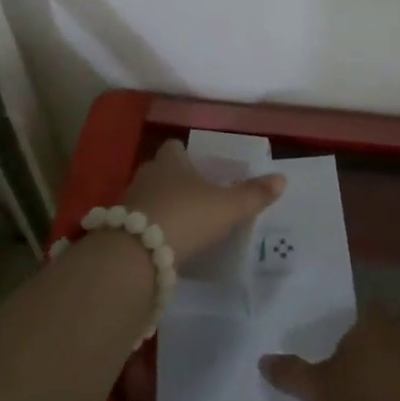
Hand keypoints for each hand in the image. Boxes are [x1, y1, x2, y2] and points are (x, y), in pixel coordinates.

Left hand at [117, 139, 283, 266]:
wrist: (136, 253)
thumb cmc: (186, 216)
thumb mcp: (227, 207)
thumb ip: (253, 194)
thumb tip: (282, 178)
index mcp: (171, 162)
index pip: (174, 147)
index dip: (185, 154)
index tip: (199, 165)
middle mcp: (146, 175)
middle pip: (159, 170)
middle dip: (174, 180)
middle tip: (195, 194)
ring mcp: (128, 202)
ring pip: (147, 196)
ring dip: (160, 205)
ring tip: (181, 221)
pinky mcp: (117, 229)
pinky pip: (137, 222)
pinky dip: (149, 228)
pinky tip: (163, 243)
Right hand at [260, 306, 399, 400]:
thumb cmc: (365, 399)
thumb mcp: (319, 390)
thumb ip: (292, 375)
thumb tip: (263, 359)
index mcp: (373, 326)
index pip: (371, 308)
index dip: (364, 317)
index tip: (353, 332)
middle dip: (391, 334)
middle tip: (373, 353)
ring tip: (388, 385)